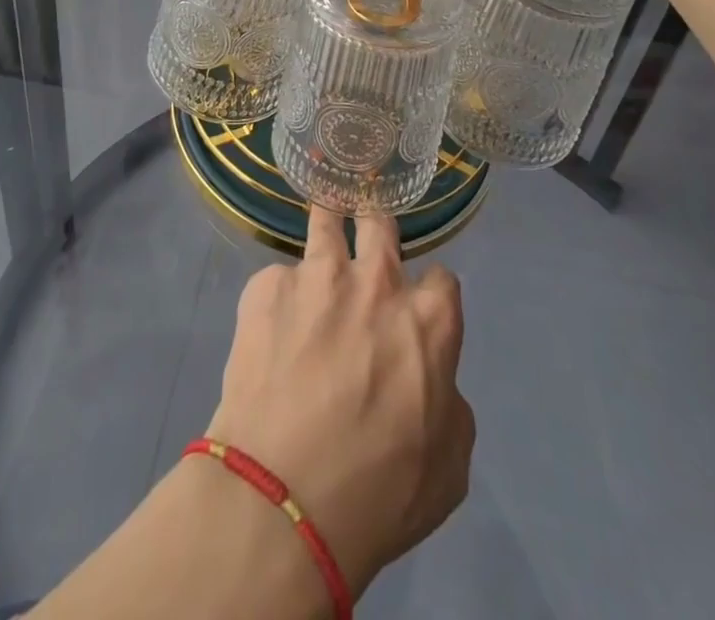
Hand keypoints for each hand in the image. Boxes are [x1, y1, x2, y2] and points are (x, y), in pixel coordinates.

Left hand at [204, 206, 473, 597]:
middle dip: (376, 231)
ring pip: (325, 218)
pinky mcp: (266, 284)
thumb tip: (431, 379)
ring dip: (327, 227)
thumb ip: (448, 402)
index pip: (442, 279)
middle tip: (365, 252)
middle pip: (381, 222)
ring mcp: (317, 274)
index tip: (416, 312)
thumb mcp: (448, 466)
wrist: (281, 496)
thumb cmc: (378, 493)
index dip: (430, 296)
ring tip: (318, 244)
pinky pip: (278, 278)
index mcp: (428, 319)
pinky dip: (279, 297)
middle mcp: (376, 280)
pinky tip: (269, 331)